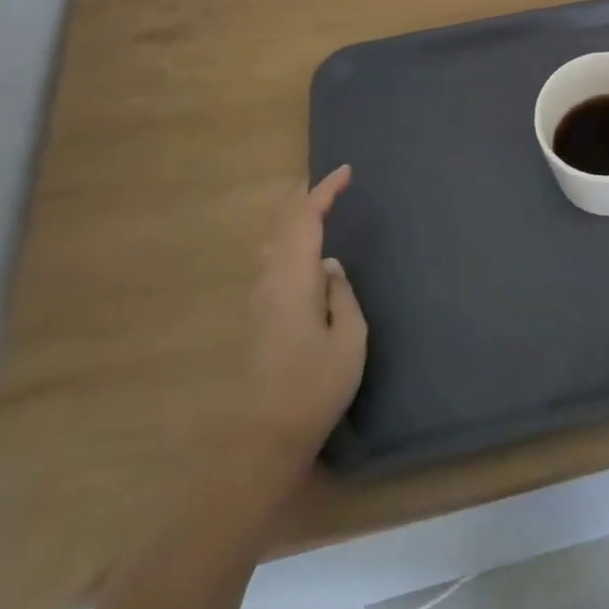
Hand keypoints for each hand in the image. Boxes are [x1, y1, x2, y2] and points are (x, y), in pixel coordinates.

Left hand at [248, 165, 366, 460]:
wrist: (264, 437)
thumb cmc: (315, 387)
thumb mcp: (349, 339)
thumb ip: (342, 294)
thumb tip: (331, 267)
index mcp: (294, 279)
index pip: (306, 220)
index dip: (325, 191)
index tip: (346, 171)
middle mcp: (270, 280)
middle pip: (284, 224)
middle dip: (307, 196)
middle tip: (331, 179)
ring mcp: (260, 298)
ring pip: (276, 241)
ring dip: (296, 217)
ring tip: (317, 206)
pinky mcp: (259, 316)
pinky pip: (274, 260)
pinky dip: (289, 239)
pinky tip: (296, 248)